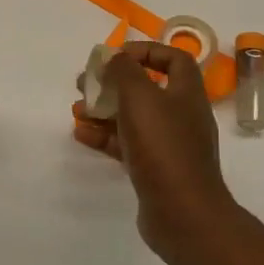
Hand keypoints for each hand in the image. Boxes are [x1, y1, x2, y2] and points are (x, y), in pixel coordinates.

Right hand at [74, 42, 237, 260]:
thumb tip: (116, 57)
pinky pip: (127, 145)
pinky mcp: (155, 170)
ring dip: (104, 110)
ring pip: (133, 118)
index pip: (174, 59)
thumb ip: (125, 72)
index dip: (146, 51)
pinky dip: (105, 137)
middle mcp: (182, 116)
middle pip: (147, 89)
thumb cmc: (163, 146)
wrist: (183, 213)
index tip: (115, 56)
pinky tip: (80, 135)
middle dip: (114, 83)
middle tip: (85, 83)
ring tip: (77, 109)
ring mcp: (169, 145)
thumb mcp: (140, 97)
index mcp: (186, 93)